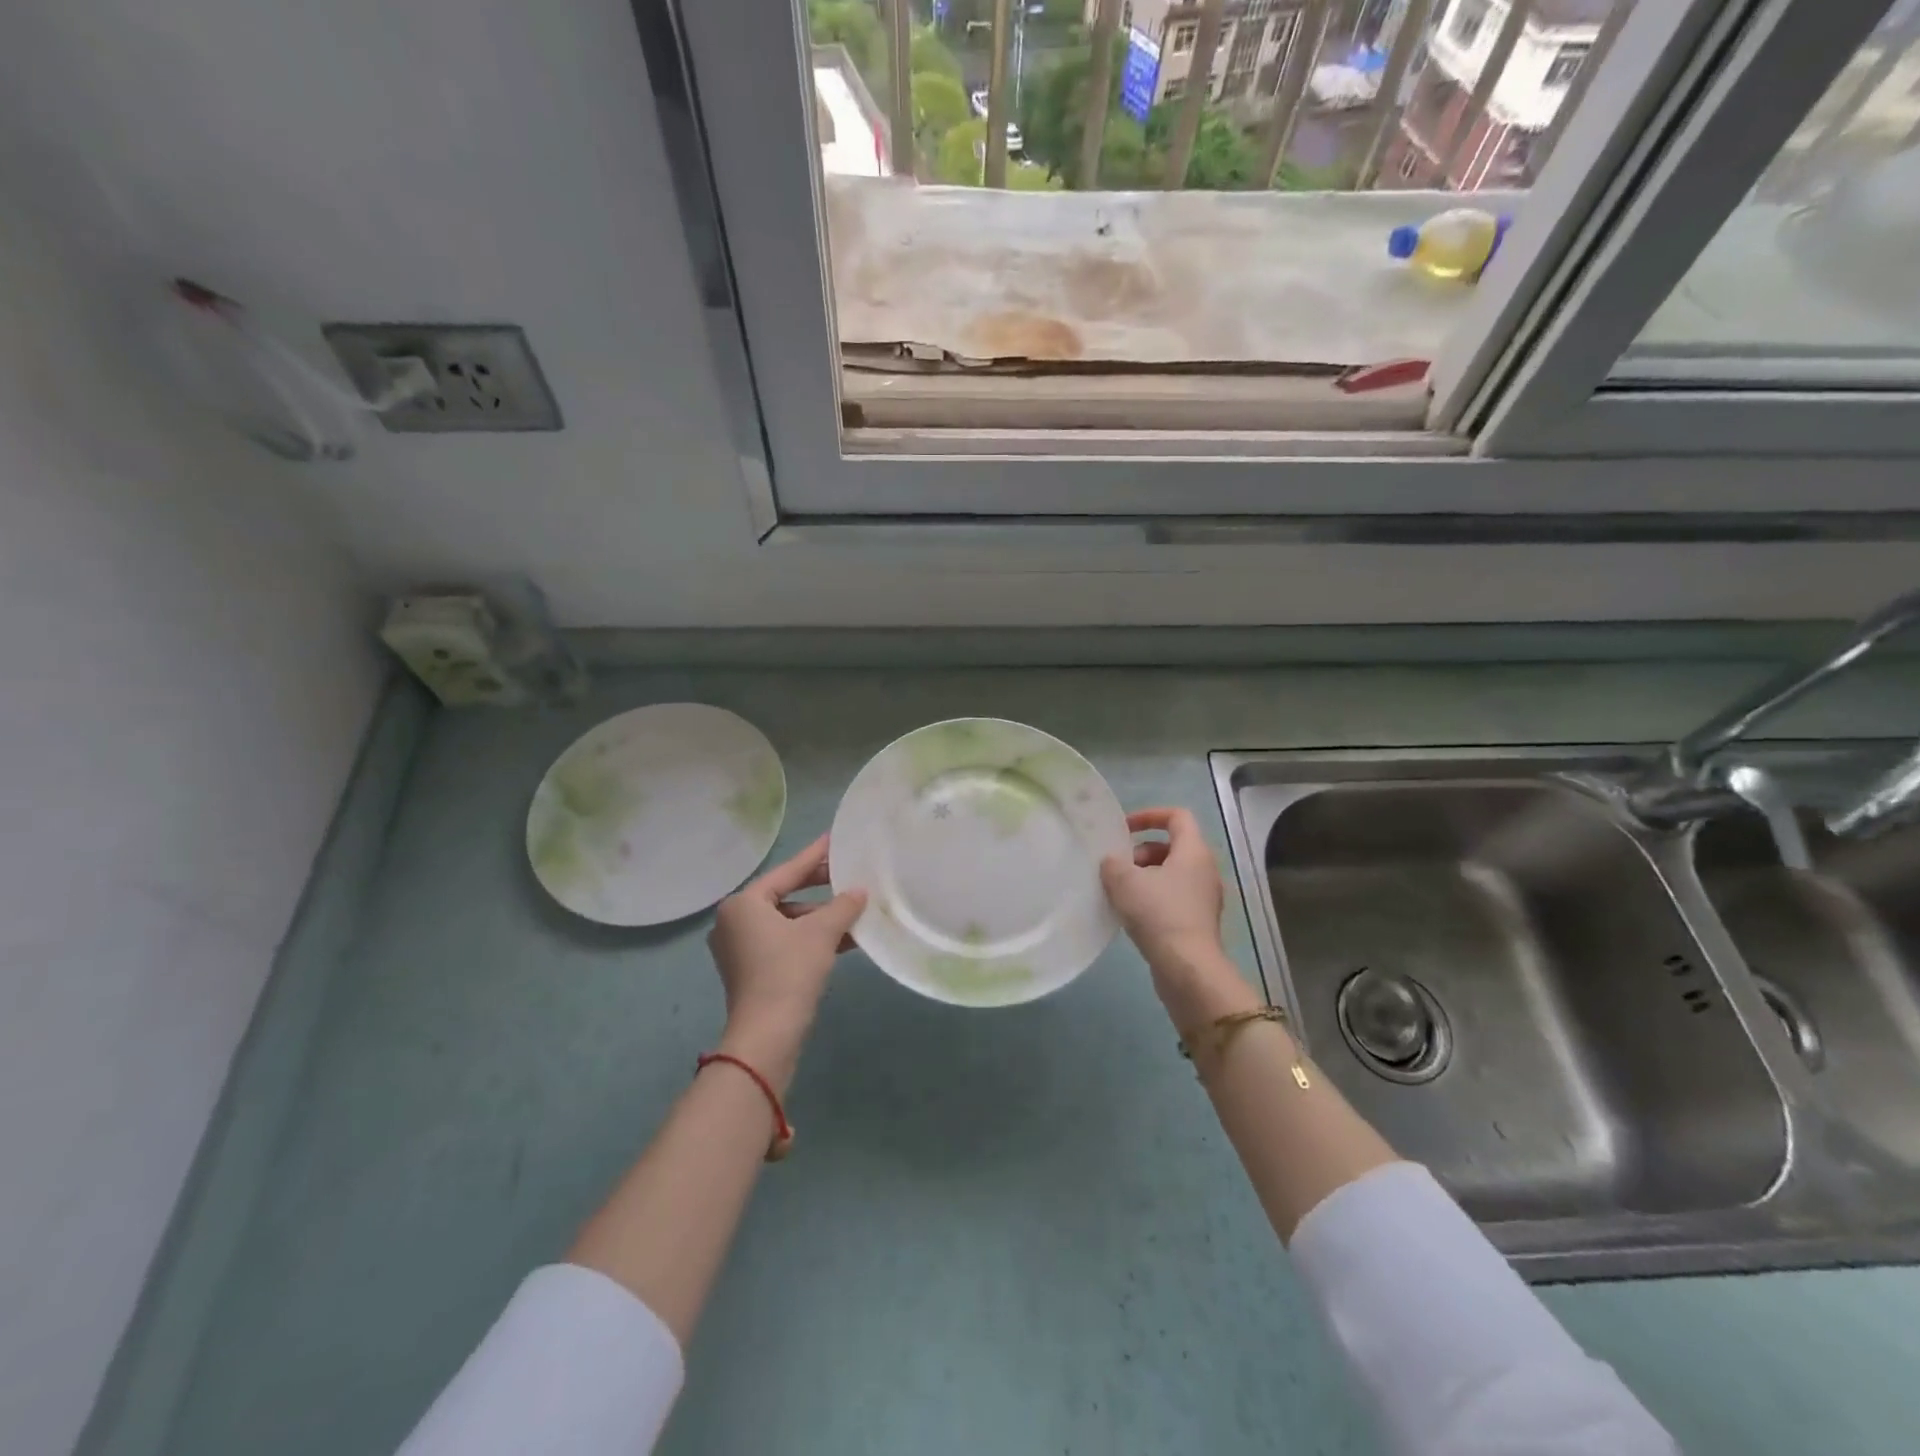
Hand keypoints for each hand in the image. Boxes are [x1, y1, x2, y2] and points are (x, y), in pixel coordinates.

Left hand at [708, 835, 865, 1082]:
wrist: (767, 1035)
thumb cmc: (789, 972)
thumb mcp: (822, 933)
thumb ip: (842, 906)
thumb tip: (859, 892)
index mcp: (743, 903)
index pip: (786, 872)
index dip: (814, 855)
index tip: (833, 838)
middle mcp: (734, 920)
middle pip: (784, 895)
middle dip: (819, 889)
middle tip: (848, 873)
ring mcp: (739, 947)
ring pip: (786, 921)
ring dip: (819, 918)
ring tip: (853, 910)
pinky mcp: (749, 970)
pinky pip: (783, 941)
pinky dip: (809, 938)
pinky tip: (843, 938)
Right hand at [1102, 807, 1254, 1028]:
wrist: (1187, 968)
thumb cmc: (1159, 914)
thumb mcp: (1124, 881)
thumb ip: (1113, 863)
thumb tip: (1112, 862)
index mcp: (1194, 851)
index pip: (1177, 816)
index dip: (1149, 815)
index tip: (1124, 828)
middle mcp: (1205, 869)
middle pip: (1172, 846)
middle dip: (1141, 852)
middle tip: (1119, 869)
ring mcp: (1205, 897)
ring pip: (1171, 874)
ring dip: (1145, 877)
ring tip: (1120, 893)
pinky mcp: (1199, 921)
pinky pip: (1173, 897)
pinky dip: (1152, 898)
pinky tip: (1131, 915)